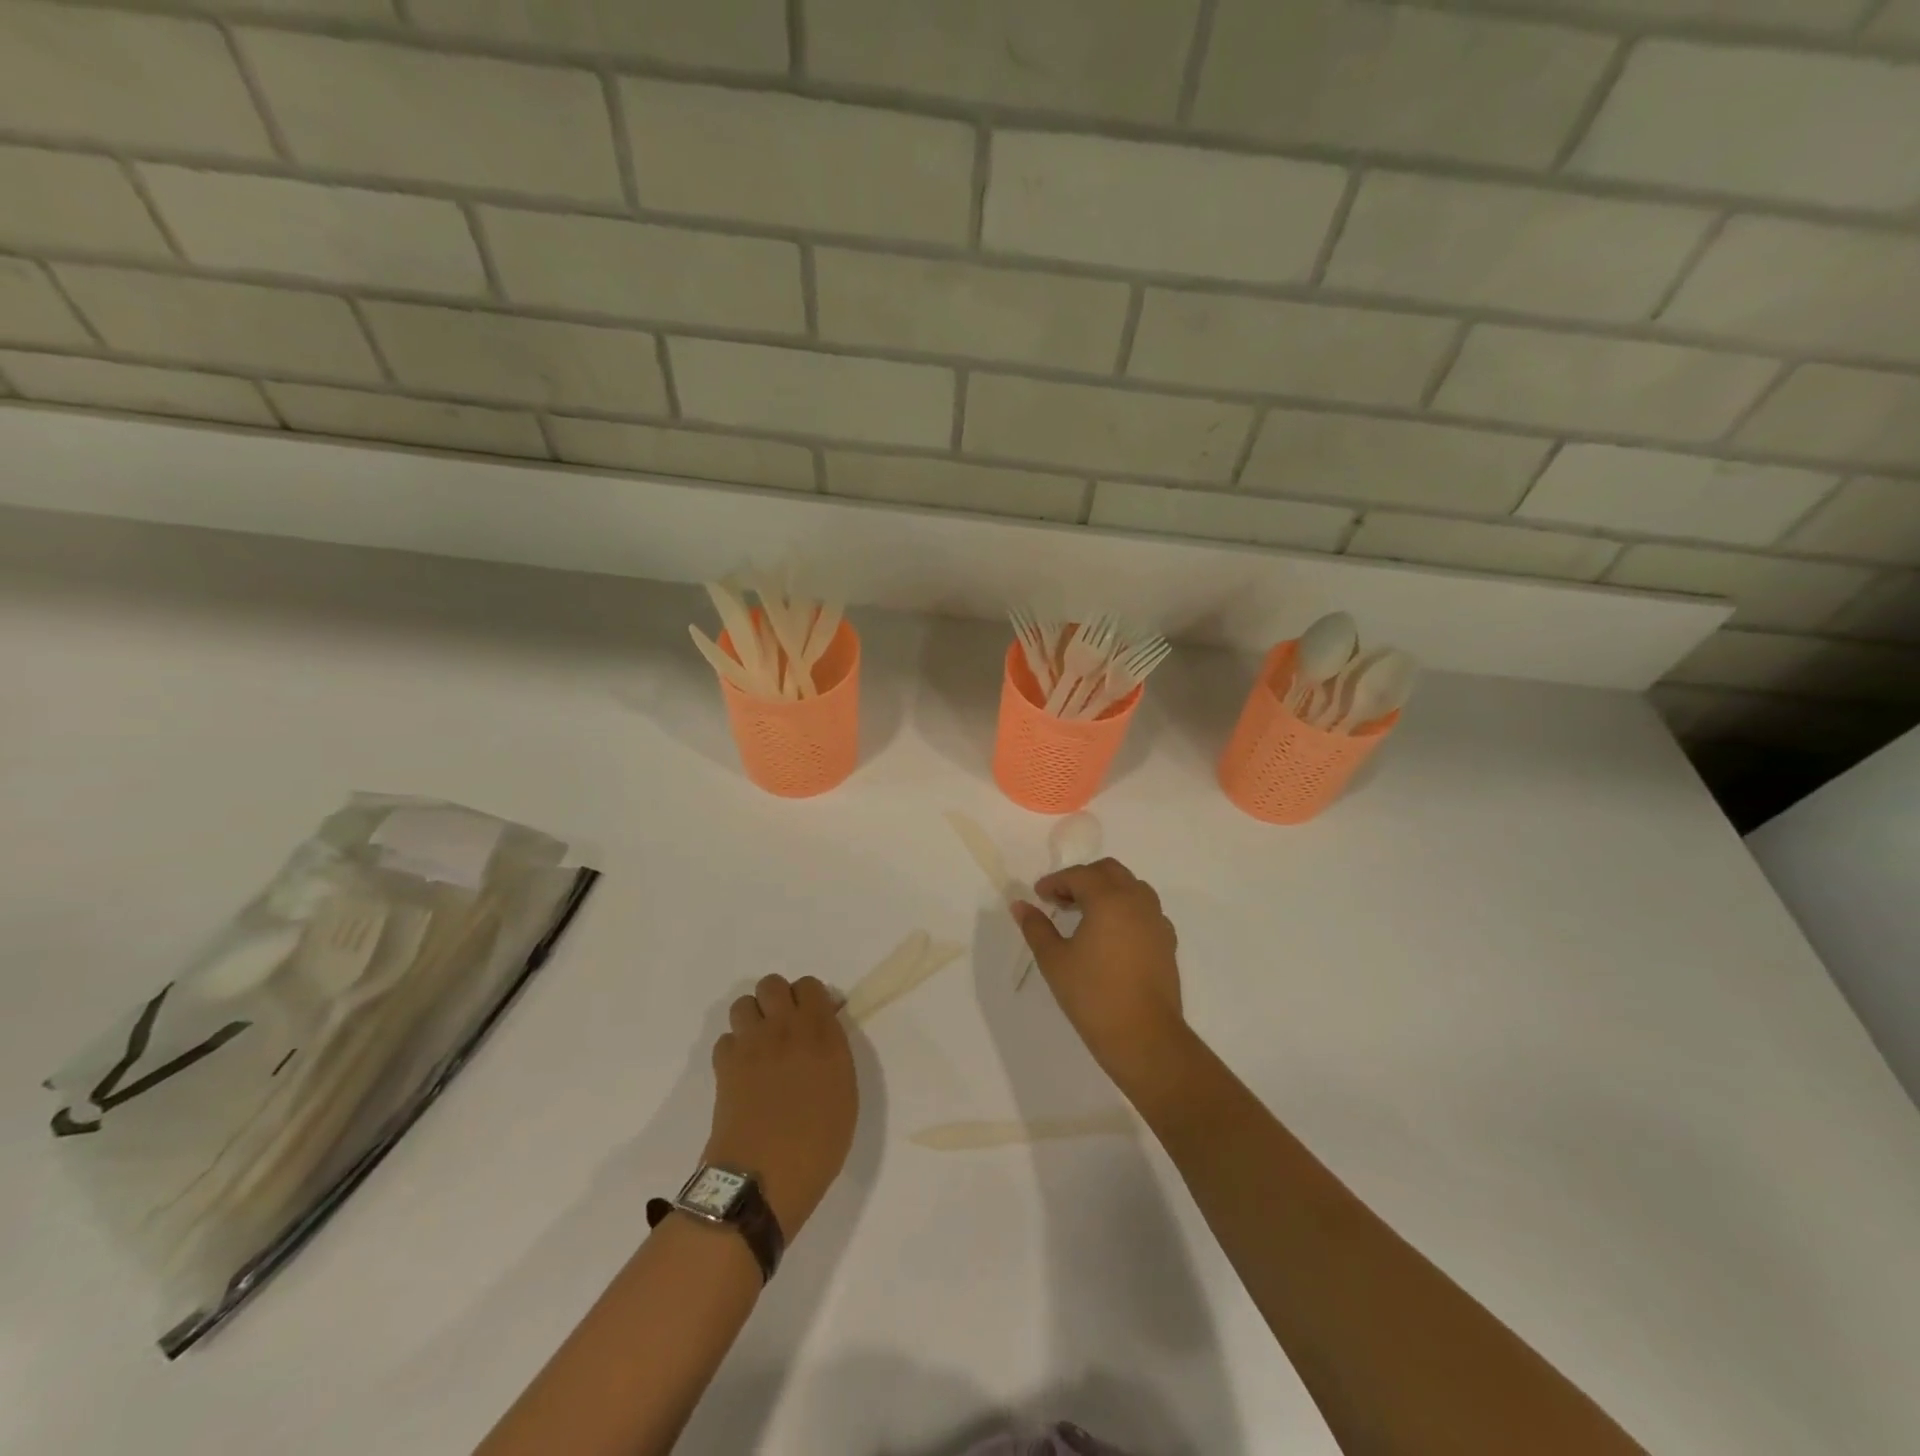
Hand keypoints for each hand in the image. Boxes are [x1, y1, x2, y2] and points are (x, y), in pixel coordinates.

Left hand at [703, 974, 856, 1237]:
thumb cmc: (819, 1143)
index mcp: (821, 1032)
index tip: (814, 1018)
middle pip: (771, 984)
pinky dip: (733, 1048)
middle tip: (784, 1028)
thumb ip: (834, 1053)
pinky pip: (725, 1039)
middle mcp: (784, 1028)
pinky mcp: (724, 1066)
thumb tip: (823, 1033)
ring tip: (760, 1046)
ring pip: (743, 1004)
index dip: (809, 998)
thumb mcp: (844, 1093)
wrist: (765, 1177)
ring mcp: (750, 1044)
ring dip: (752, 1018)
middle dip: (777, 999)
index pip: (808, 985)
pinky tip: (742, 1072)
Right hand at [1014, 859, 1186, 1092]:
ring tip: (1085, 914)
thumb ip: (1036, 927)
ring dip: (1107, 890)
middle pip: (1110, 871)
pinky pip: (1145, 910)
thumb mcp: (1054, 960)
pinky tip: (1111, 934)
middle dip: (1083, 878)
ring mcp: (1157, 920)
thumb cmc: (1093, 995)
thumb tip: (1020, 905)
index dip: (1055, 881)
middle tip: (1060, 899)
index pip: (1079, 876)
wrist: (1144, 1036)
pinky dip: (1125, 909)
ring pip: (1132, 887)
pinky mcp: (1167, 941)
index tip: (1038, 895)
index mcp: (1108, 899)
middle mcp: (1136, 901)